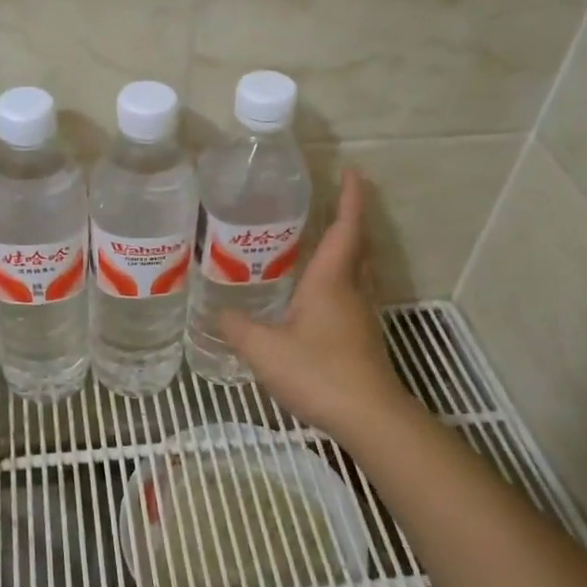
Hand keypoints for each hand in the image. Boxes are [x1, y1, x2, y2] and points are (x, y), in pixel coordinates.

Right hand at [219, 169, 405, 437]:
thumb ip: (238, 328)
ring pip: (356, 270)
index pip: (345, 228)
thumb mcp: (264, 349)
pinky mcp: (359, 338)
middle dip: (348, 218)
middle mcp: (351, 291)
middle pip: (356, 245)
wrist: (368, 417)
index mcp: (331, 281)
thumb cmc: (318, 372)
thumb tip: (218, 314)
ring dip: (345, 248)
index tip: (352, 170)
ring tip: (316, 240)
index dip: (351, 198)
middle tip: (328, 200)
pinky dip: (337, 279)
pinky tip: (312, 294)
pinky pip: (350, 294)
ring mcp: (359, 316)